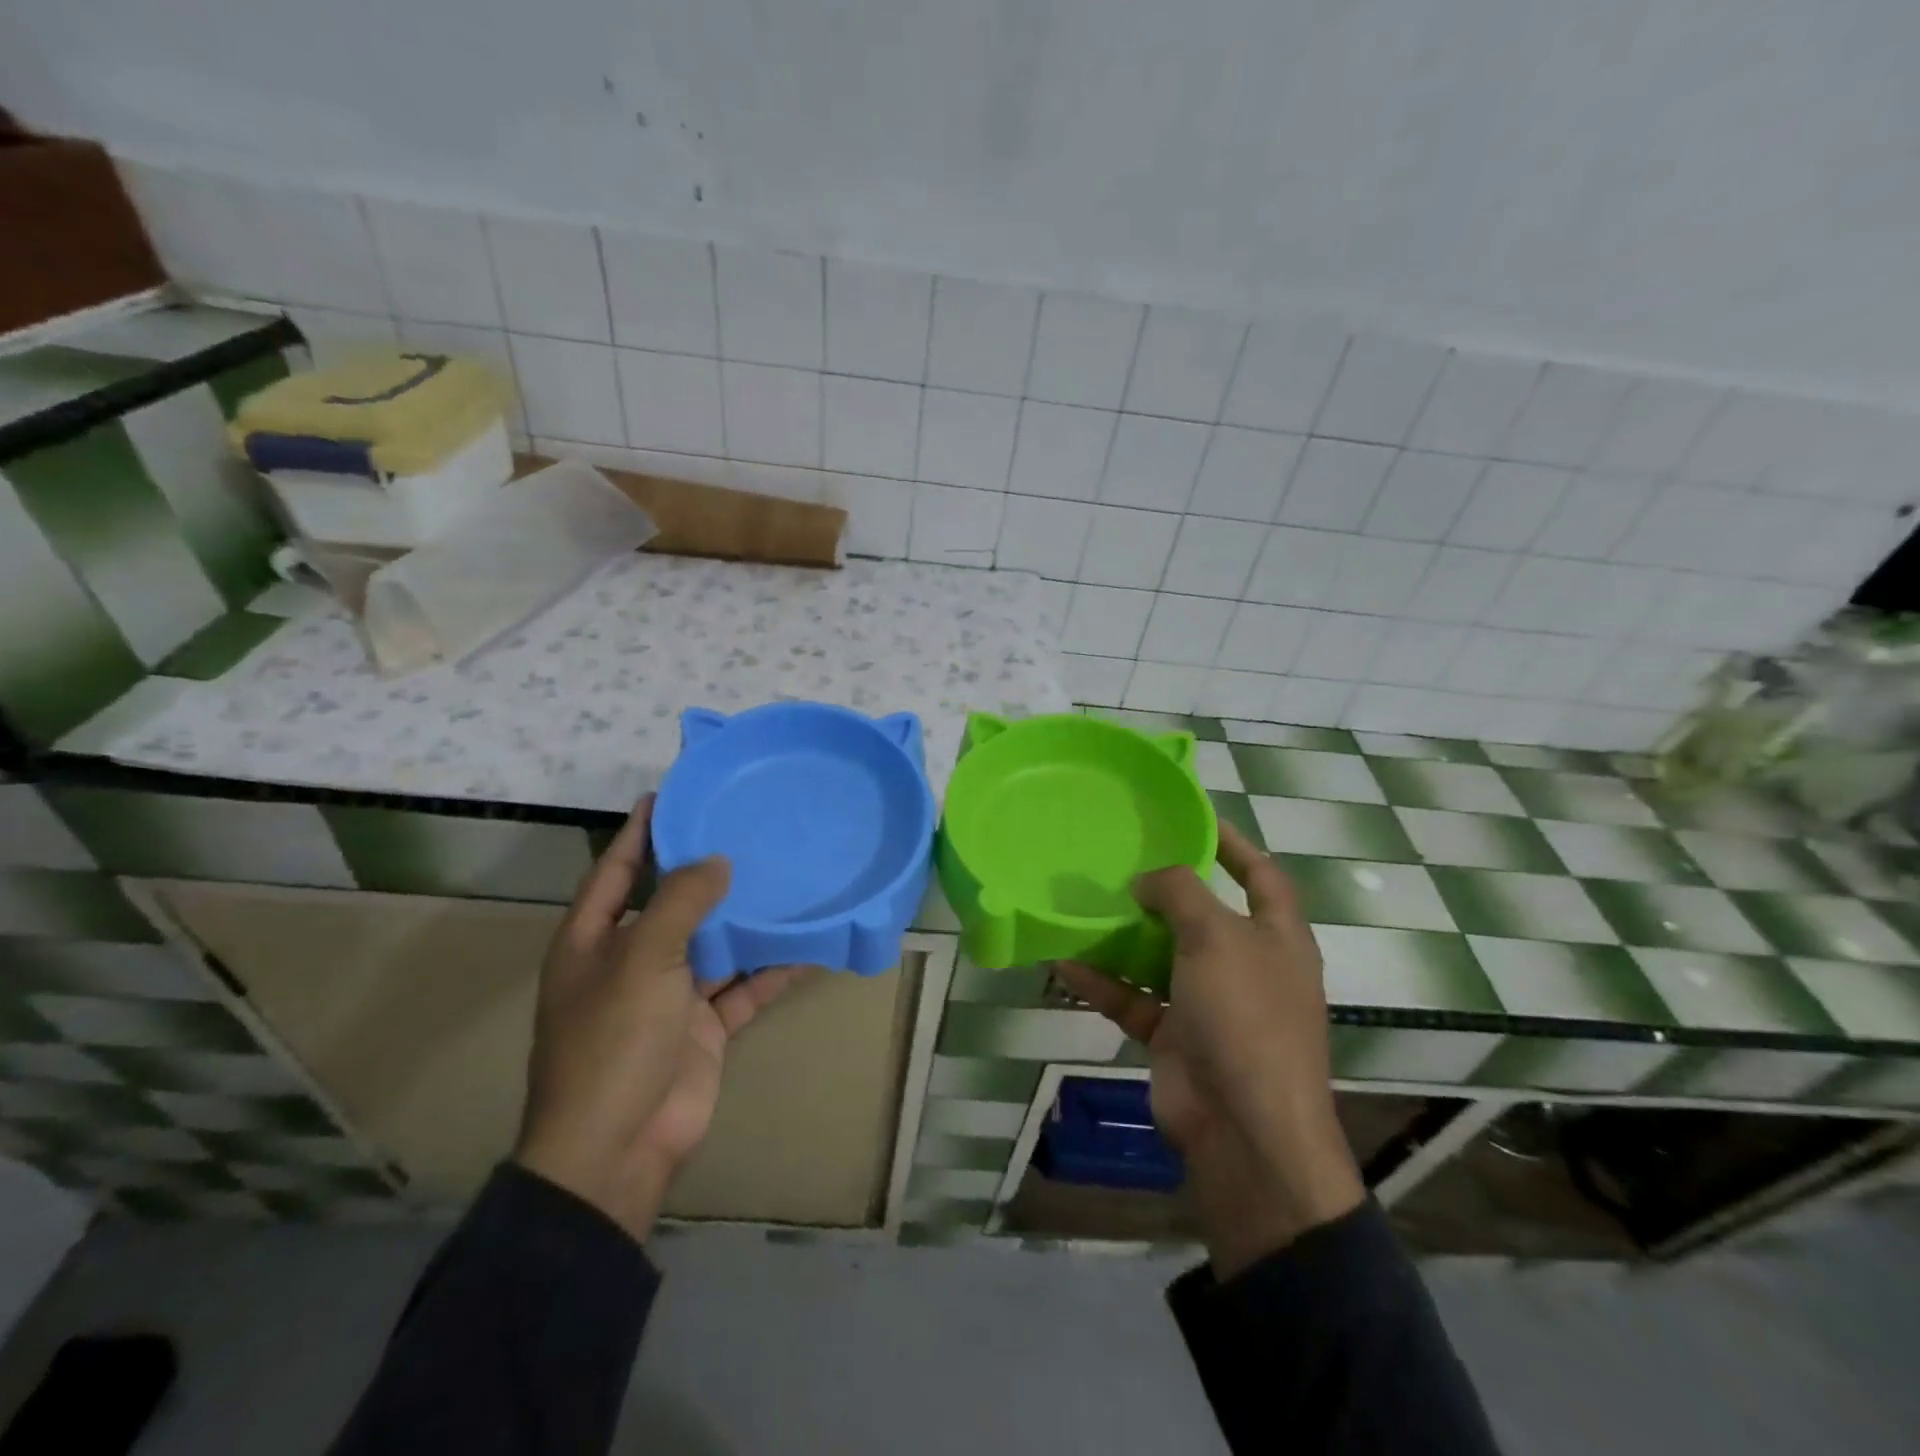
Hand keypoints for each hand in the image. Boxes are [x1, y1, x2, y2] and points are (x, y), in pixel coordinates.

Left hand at [514, 796, 811, 1241]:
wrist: (617, 1148)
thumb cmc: (613, 1041)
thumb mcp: (643, 959)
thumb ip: (681, 903)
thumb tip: (717, 861)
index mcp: (594, 941)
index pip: (616, 870)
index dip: (639, 833)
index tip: (670, 795)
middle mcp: (631, 961)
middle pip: (671, 904)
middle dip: (704, 872)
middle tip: (747, 830)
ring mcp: (669, 996)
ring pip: (715, 944)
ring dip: (745, 919)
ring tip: (785, 877)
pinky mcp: (703, 1027)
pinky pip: (743, 988)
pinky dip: (771, 970)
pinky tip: (807, 946)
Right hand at [1056, 821, 1362, 1277]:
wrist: (1244, 1131)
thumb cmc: (1245, 1016)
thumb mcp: (1216, 937)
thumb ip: (1179, 892)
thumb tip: (1146, 880)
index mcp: (1276, 937)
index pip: (1260, 875)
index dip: (1233, 843)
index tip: (1193, 816)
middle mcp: (1245, 966)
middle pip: (1202, 915)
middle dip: (1164, 889)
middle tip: (1120, 858)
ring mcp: (1209, 1004)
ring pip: (1160, 957)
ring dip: (1124, 936)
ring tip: (1083, 903)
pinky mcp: (1174, 1037)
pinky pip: (1133, 998)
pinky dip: (1103, 982)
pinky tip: (1063, 961)